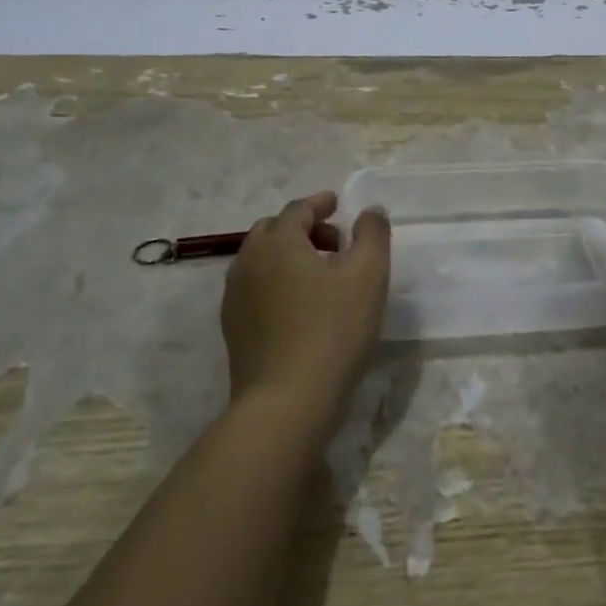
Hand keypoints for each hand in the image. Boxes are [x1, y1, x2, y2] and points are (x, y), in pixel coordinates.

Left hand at [220, 191, 390, 432]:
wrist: (286, 402)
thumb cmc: (333, 331)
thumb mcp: (368, 276)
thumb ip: (372, 234)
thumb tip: (370, 210)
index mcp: (278, 241)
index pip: (298, 209)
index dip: (320, 203)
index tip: (337, 204)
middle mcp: (249, 261)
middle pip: (274, 230)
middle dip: (304, 228)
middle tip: (335, 242)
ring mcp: (235, 296)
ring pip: (261, 260)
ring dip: (289, 255)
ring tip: (320, 274)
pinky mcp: (233, 327)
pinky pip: (255, 288)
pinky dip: (277, 281)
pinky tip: (300, 305)